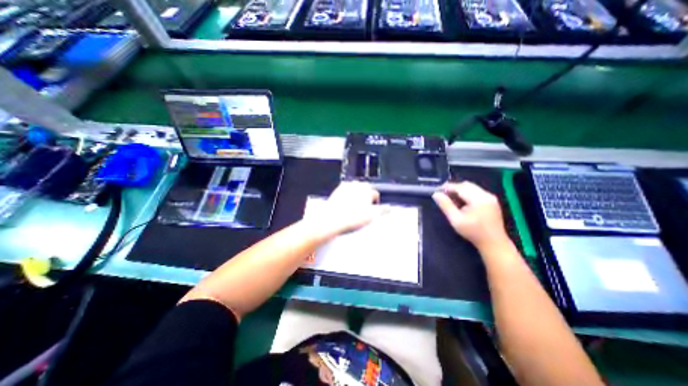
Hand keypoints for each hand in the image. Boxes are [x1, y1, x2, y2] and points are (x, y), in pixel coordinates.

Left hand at [308, 180, 380, 240]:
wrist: (333, 218)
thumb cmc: (353, 217)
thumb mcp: (371, 215)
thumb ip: (382, 210)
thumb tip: (389, 208)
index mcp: (367, 189)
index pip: (375, 194)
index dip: (375, 203)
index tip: (372, 210)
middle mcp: (357, 185)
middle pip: (365, 190)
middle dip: (366, 197)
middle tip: (364, 209)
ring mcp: (346, 186)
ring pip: (355, 189)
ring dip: (357, 195)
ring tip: (355, 207)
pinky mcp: (337, 190)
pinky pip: (345, 191)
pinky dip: (347, 196)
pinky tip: (345, 204)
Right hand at [429, 181, 509, 250]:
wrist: (494, 244)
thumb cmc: (473, 233)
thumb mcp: (456, 220)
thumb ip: (445, 205)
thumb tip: (436, 194)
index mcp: (478, 199)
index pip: (460, 187)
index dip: (447, 187)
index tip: (437, 191)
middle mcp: (486, 195)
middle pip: (466, 185)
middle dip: (453, 188)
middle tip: (443, 196)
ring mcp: (491, 197)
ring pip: (471, 188)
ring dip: (460, 191)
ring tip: (451, 200)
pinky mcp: (492, 201)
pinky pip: (476, 192)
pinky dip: (467, 194)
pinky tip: (462, 204)